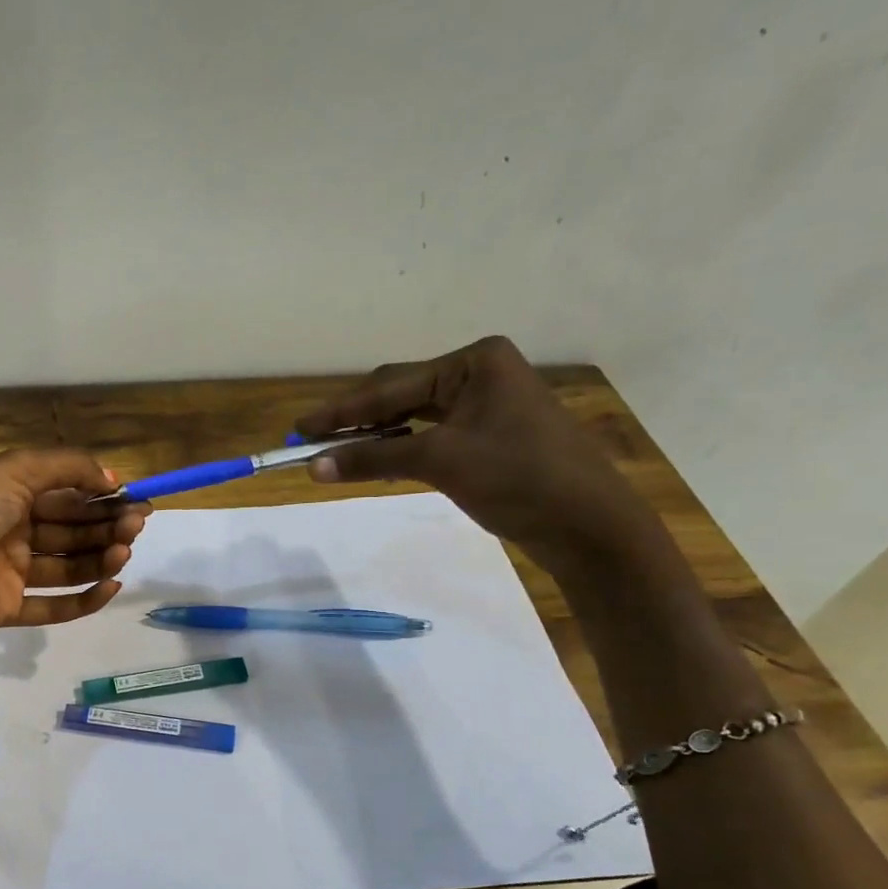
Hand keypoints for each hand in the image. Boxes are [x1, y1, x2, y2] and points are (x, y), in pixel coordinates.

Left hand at [0, 448, 148, 697]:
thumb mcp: (15, 471)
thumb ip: (68, 467)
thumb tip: (112, 478)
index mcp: (5, 493)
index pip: (63, 492)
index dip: (100, 496)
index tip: (136, 500)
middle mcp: (7, 529)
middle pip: (68, 528)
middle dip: (105, 526)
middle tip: (137, 527)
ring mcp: (6, 571)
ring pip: (64, 565)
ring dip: (99, 558)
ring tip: (125, 554)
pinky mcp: (6, 608)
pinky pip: (51, 606)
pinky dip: (83, 599)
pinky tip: (110, 586)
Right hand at [296, 335, 669, 579]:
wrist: (588, 525)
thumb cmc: (518, 478)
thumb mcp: (440, 462)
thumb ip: (373, 459)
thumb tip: (312, 466)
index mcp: (474, 362)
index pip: (391, 386)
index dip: (341, 410)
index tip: (299, 428)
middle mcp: (480, 373)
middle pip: (400, 394)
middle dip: (356, 419)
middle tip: (311, 440)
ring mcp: (487, 404)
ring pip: (413, 416)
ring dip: (375, 435)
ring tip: (334, 451)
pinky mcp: (489, 435)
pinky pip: (430, 434)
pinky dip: (400, 448)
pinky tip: (375, 459)